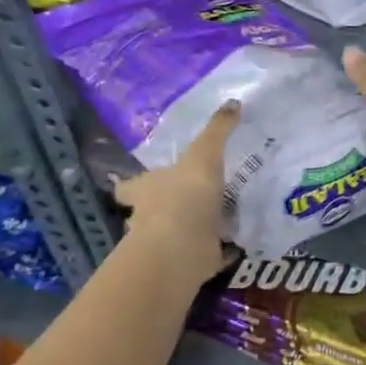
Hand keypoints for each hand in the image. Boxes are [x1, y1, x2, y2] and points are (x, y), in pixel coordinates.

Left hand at [114, 100, 239, 275]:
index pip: (130, 186)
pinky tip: (235, 246)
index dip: (134, 184)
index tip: (143, 182)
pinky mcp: (189, 263)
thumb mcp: (203, 155)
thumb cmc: (184, 196)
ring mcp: (167, 244)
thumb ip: (217, 131)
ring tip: (215, 220)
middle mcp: (149, 217)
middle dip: (164, 208)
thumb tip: (233, 101)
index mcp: (146, 189)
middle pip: (149, 212)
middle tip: (187, 200)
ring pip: (175, 235)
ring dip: (190, 230)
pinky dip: (217, 252)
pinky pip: (206, 256)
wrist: (183, 247)